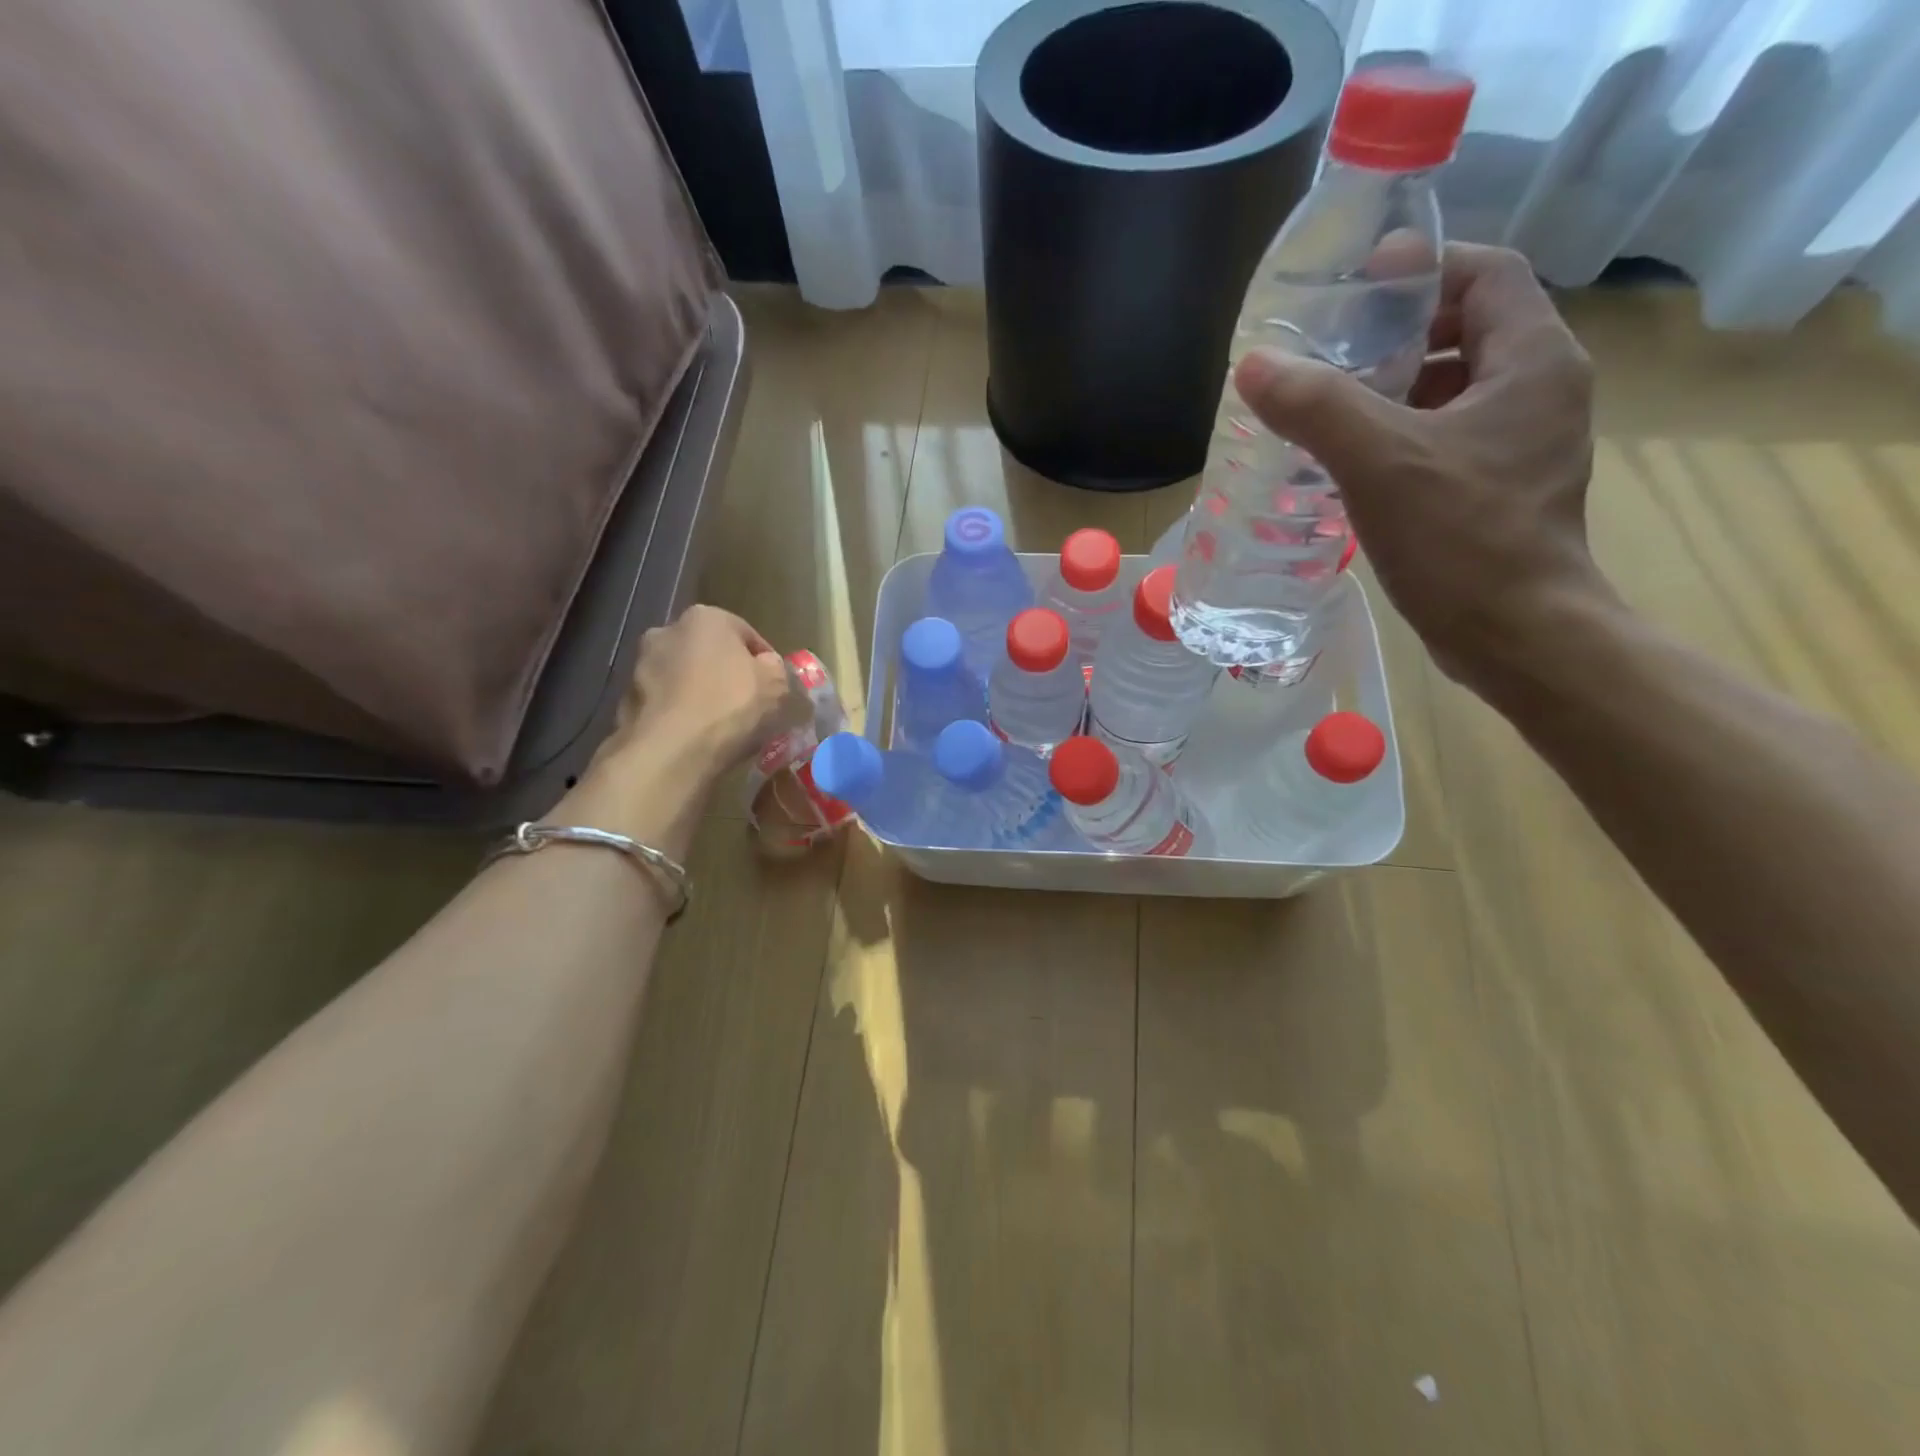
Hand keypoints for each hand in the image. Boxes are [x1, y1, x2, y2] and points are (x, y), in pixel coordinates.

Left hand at [587, 605, 792, 787]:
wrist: (671, 750)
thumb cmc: (730, 706)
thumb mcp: (776, 684)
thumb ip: (776, 668)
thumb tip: (767, 666)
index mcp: (706, 618)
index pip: (747, 635)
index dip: (766, 662)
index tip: (775, 688)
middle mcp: (667, 631)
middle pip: (710, 652)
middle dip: (727, 673)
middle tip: (747, 704)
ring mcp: (640, 665)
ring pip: (684, 677)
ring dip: (700, 692)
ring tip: (720, 725)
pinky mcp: (626, 699)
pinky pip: (666, 703)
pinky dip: (680, 714)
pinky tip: (695, 737)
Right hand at [1232, 243, 1605, 685]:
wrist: (1514, 634)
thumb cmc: (1460, 538)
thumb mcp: (1379, 461)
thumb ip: (1316, 406)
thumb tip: (1255, 365)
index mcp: (1531, 360)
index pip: (1485, 273)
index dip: (1422, 267)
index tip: (1355, 288)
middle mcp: (1536, 391)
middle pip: (1464, 330)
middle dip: (1394, 335)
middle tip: (1326, 355)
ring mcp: (1519, 444)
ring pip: (1449, 391)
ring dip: (1389, 392)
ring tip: (1323, 409)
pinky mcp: (1496, 489)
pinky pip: (1442, 440)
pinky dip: (1395, 438)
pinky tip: (1345, 464)